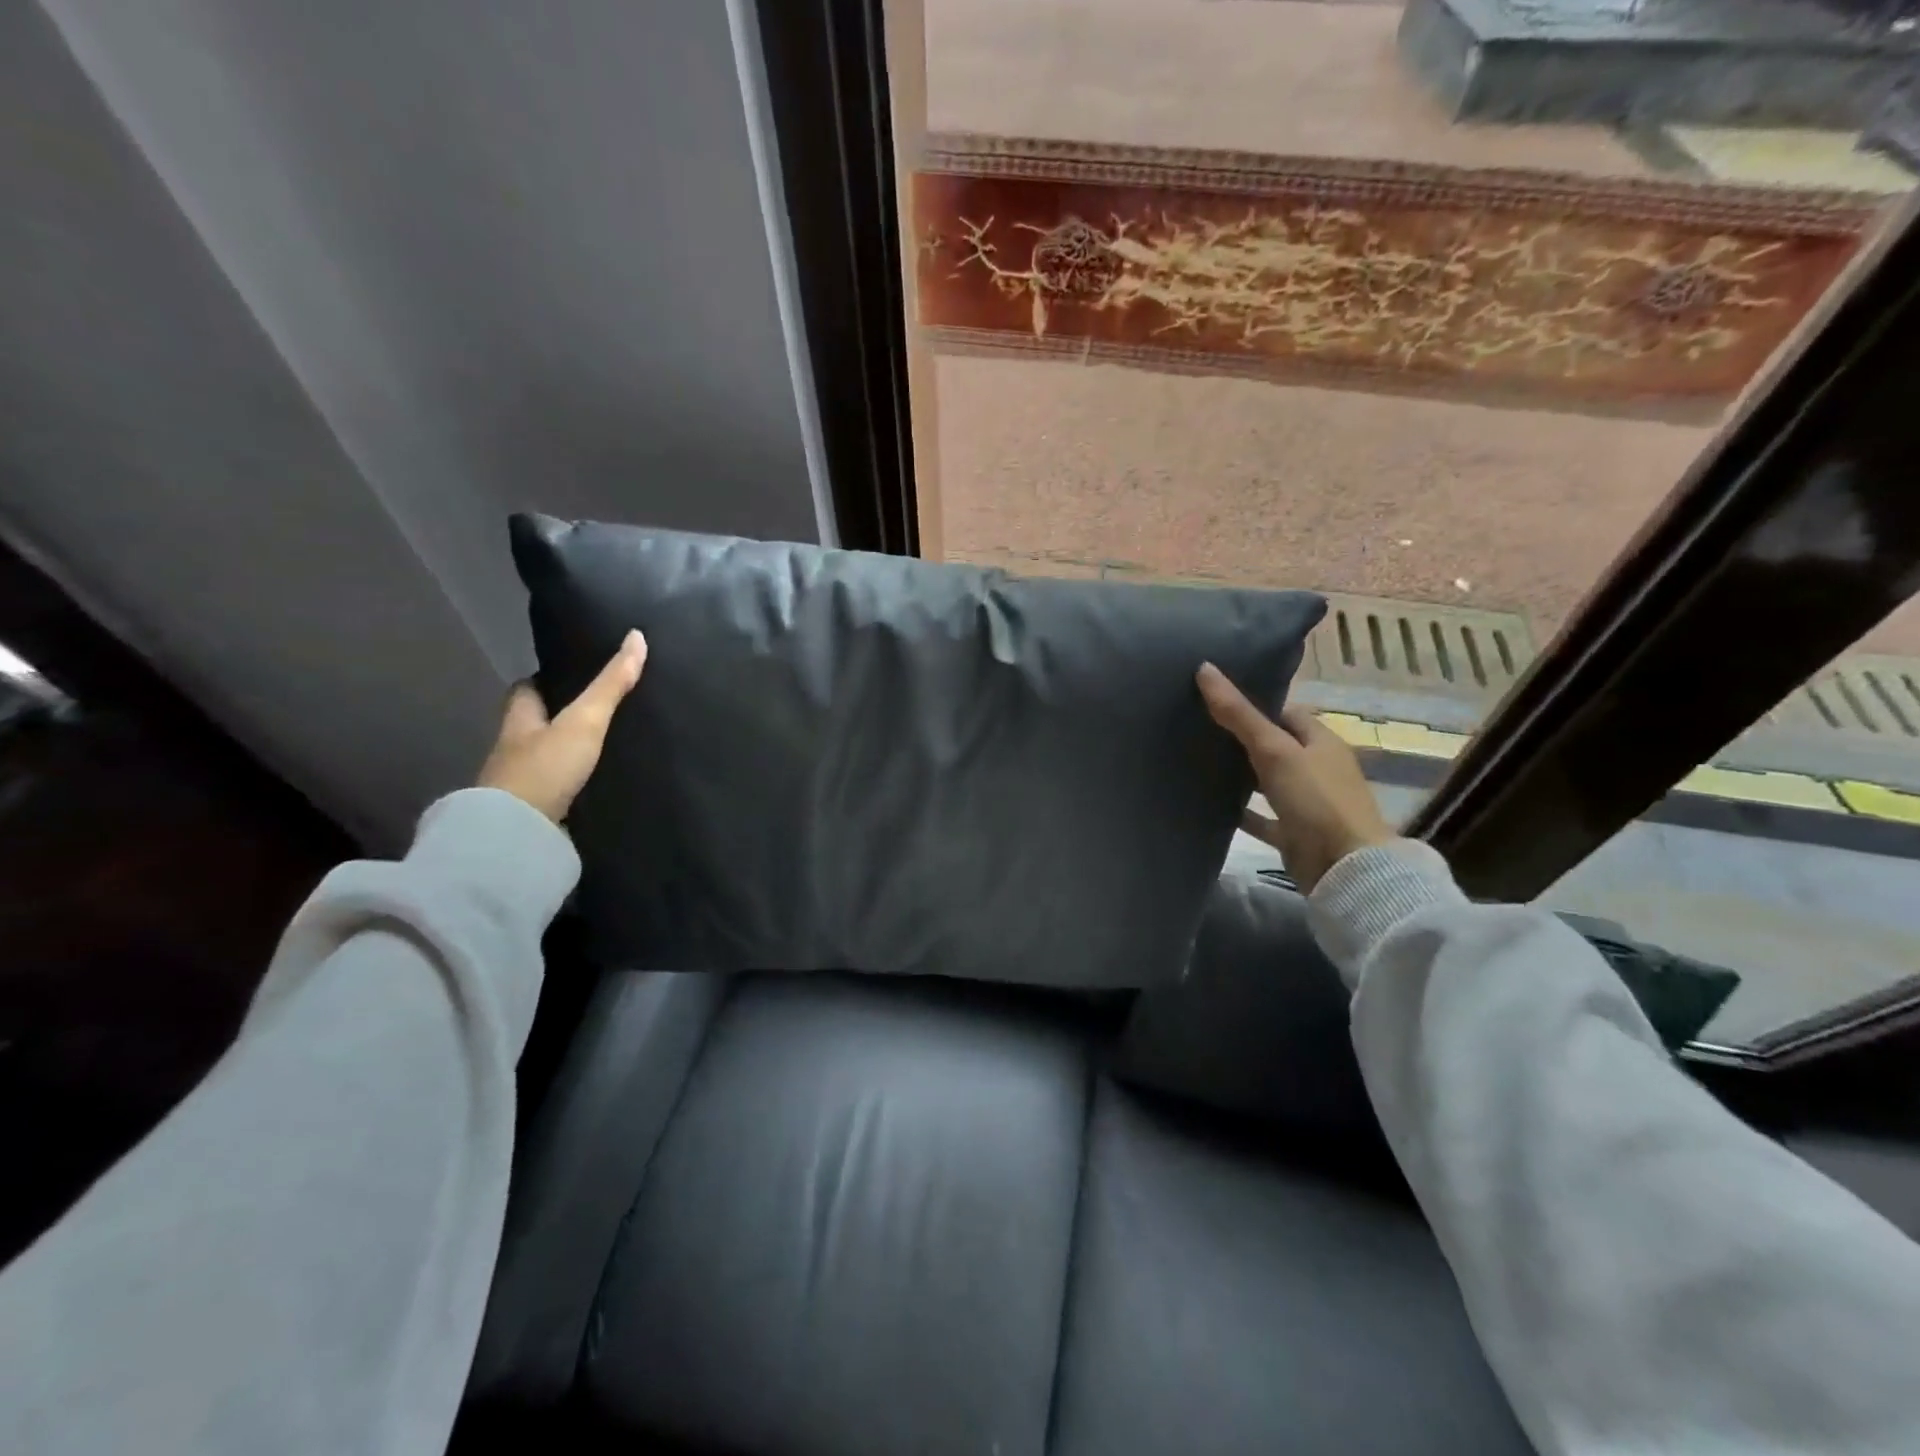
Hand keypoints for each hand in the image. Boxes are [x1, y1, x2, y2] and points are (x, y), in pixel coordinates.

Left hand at [478, 630, 646, 822]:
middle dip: (563, 717)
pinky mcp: (537, 812)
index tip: (576, 674)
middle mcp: (515, 748)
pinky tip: (600, 782)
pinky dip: (575, 784)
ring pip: (549, 757)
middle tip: (603, 710)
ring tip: (610, 745)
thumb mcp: (584, 720)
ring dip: (570, 752)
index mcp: (519, 719)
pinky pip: (559, 789)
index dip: (548, 680)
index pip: (527, 690)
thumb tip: (637, 636)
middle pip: (538, 724)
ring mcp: (523, 783)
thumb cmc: (545, 768)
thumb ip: (610, 684)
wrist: (518, 836)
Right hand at [1196, 662, 1394, 893]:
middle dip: (1242, 739)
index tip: (1217, 701)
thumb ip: (1238, 714)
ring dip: (1240, 776)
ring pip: (1267, 782)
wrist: (1344, 868)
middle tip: (1198, 729)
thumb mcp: (1274, 750)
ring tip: (1198, 762)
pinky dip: (1241, 812)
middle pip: (1275, 747)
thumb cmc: (1315, 799)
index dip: (1255, 704)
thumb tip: (1204, 669)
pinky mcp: (1294, 834)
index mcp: (1321, 741)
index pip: (1285, 713)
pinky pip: (1262, 818)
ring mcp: (1307, 803)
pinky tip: (1210, 805)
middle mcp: (1317, 769)